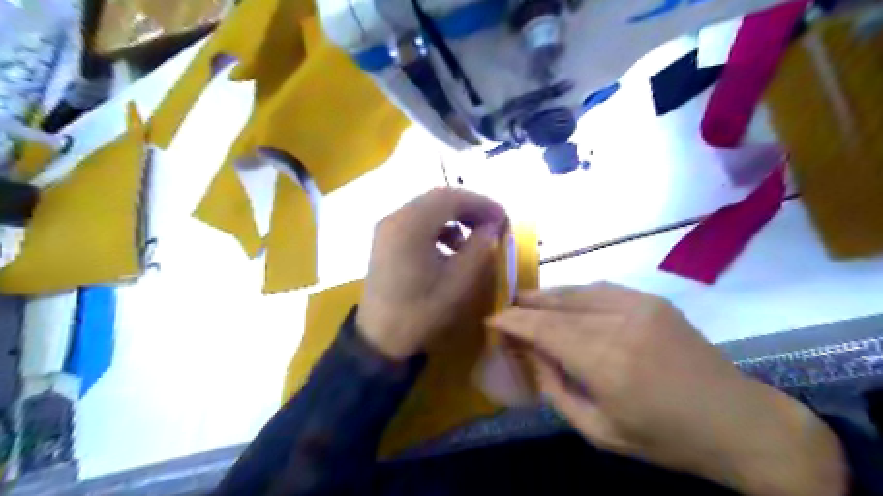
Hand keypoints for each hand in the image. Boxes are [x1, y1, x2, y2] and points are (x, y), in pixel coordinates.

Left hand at [356, 188, 507, 357]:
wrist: (379, 338)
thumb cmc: (420, 312)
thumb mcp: (458, 282)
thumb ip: (479, 248)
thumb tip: (493, 225)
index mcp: (410, 226)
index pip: (450, 197)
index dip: (481, 203)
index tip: (503, 218)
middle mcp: (394, 218)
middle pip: (437, 199)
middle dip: (469, 208)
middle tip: (492, 224)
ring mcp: (387, 228)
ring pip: (426, 208)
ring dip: (454, 217)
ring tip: (473, 239)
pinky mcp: (385, 239)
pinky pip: (416, 221)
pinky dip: (438, 227)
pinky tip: (450, 248)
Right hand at [491, 282, 846, 495]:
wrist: (738, 421)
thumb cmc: (664, 438)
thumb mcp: (600, 431)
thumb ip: (557, 390)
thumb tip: (530, 355)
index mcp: (605, 362)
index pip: (543, 330)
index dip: (513, 322)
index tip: (492, 320)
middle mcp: (618, 324)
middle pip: (556, 306)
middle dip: (525, 306)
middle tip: (505, 307)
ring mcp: (638, 306)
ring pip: (577, 291)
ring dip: (547, 295)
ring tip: (527, 300)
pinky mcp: (652, 300)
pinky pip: (601, 288)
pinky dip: (576, 293)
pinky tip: (565, 299)